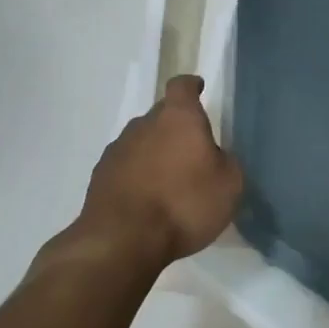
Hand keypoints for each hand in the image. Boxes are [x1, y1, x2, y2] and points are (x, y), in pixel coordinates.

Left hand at [78, 75, 243, 269]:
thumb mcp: (229, 185)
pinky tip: (147, 199)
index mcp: (178, 118)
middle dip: (176, 127)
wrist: (122, 241)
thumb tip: (215, 156)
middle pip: (161, 115)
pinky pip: (126, 166)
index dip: (191, 87)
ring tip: (169, 180)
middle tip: (192, 151)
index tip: (198, 90)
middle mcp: (144, 125)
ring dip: (155, 153)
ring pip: (142, 141)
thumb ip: (226, 162)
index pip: (182, 86)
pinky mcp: (100, 177)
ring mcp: (117, 150)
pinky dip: (137, 175)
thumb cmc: (184, 205)